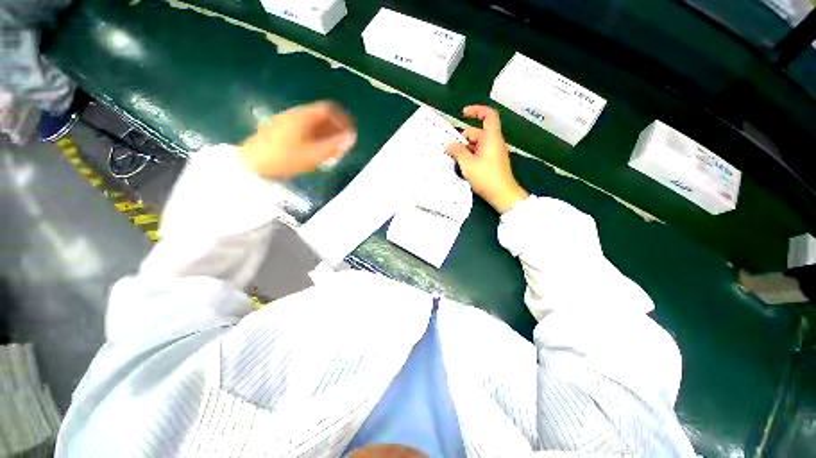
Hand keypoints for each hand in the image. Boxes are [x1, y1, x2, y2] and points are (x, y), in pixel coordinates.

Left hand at [239, 101, 356, 178]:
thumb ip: (334, 145)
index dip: (342, 118)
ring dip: (325, 135)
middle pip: (321, 116)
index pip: (328, 109)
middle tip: (342, 145)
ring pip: (312, 124)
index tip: (350, 133)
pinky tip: (316, 151)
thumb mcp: (313, 154)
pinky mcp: (280, 131)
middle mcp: (294, 115)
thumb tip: (351, 136)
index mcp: (303, 116)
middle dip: (335, 129)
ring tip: (331, 151)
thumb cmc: (284, 158)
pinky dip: (314, 138)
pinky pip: (304, 130)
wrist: (251, 164)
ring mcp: (285, 122)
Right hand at [446, 105, 527, 213]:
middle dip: (463, 139)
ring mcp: (493, 152)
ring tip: (454, 160)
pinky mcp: (492, 162)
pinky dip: (470, 156)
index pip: (488, 115)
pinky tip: (462, 165)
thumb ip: (457, 152)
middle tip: (450, 150)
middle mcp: (493, 142)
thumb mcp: (468, 164)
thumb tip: (449, 144)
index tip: (463, 114)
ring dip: (465, 149)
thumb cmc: (486, 177)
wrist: (503, 194)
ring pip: (476, 145)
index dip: (476, 110)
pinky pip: (479, 153)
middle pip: (477, 133)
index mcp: (491, 137)